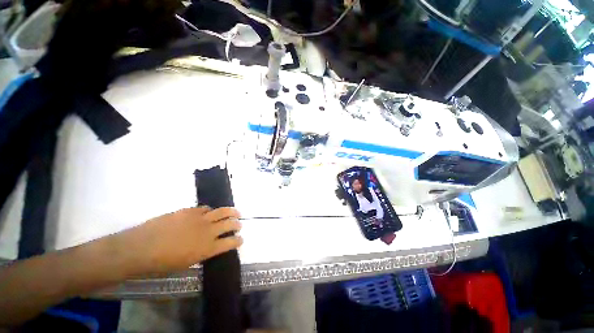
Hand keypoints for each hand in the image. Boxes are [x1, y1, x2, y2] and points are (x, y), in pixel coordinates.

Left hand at [122, 207, 242, 275]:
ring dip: (231, 212)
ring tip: (234, 212)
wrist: (140, 248)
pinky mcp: (189, 210)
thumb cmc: (161, 263)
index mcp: (208, 248)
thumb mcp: (186, 263)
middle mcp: (208, 231)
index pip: (231, 242)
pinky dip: (210, 211)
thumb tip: (210, 246)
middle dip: (237, 224)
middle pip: (230, 223)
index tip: (240, 239)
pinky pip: (205, 208)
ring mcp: (200, 218)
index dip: (238, 240)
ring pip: (222, 211)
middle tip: (239, 224)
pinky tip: (208, 213)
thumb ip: (202, 253)